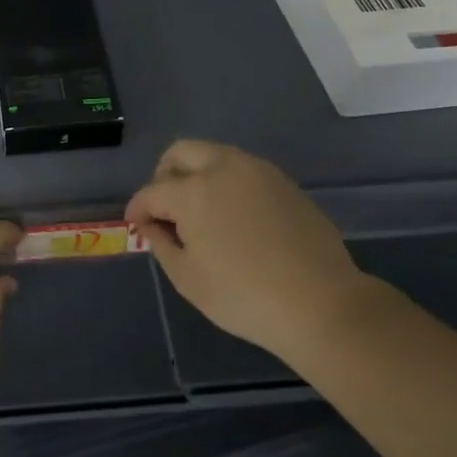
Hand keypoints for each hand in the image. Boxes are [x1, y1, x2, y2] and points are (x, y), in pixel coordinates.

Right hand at [125, 140, 375, 364]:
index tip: (135, 224)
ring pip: (214, 155)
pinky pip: (243, 170)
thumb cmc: (243, 296)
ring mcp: (258, 170)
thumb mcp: (188, 279)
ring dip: (197, 175)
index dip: (138, 208)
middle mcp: (223, 167)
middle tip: (165, 208)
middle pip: (181, 153)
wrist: (321, 303)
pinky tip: (233, 217)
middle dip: (164, 176)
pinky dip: (227, 183)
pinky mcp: (283, 182)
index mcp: (193, 191)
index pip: (152, 191)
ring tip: (199, 213)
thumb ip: (161, 243)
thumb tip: (151, 224)